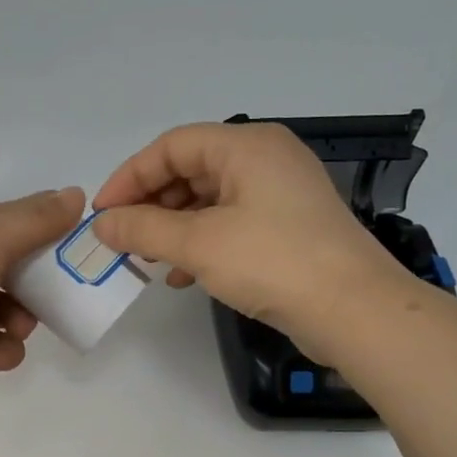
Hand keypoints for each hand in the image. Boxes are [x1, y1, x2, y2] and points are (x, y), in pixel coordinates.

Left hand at [0, 187, 85, 436]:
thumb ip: (29, 222)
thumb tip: (75, 195)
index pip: (0, 219)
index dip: (39, 223)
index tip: (76, 235)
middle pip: (3, 265)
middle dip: (34, 278)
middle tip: (60, 289)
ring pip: (0, 308)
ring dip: (20, 318)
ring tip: (21, 329)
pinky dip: (3, 350)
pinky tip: (2, 356)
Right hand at [91, 122, 399, 355]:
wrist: (354, 311)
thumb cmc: (273, 262)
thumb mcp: (199, 244)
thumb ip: (144, 229)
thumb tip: (102, 225)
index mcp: (247, 146)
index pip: (172, 146)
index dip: (130, 177)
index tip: (103, 214)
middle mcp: (265, 159)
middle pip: (190, 169)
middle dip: (150, 204)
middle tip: (122, 238)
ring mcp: (279, 193)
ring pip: (208, 199)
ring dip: (171, 227)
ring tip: (147, 259)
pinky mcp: (287, 226)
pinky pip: (229, 222)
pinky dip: (199, 242)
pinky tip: (180, 275)